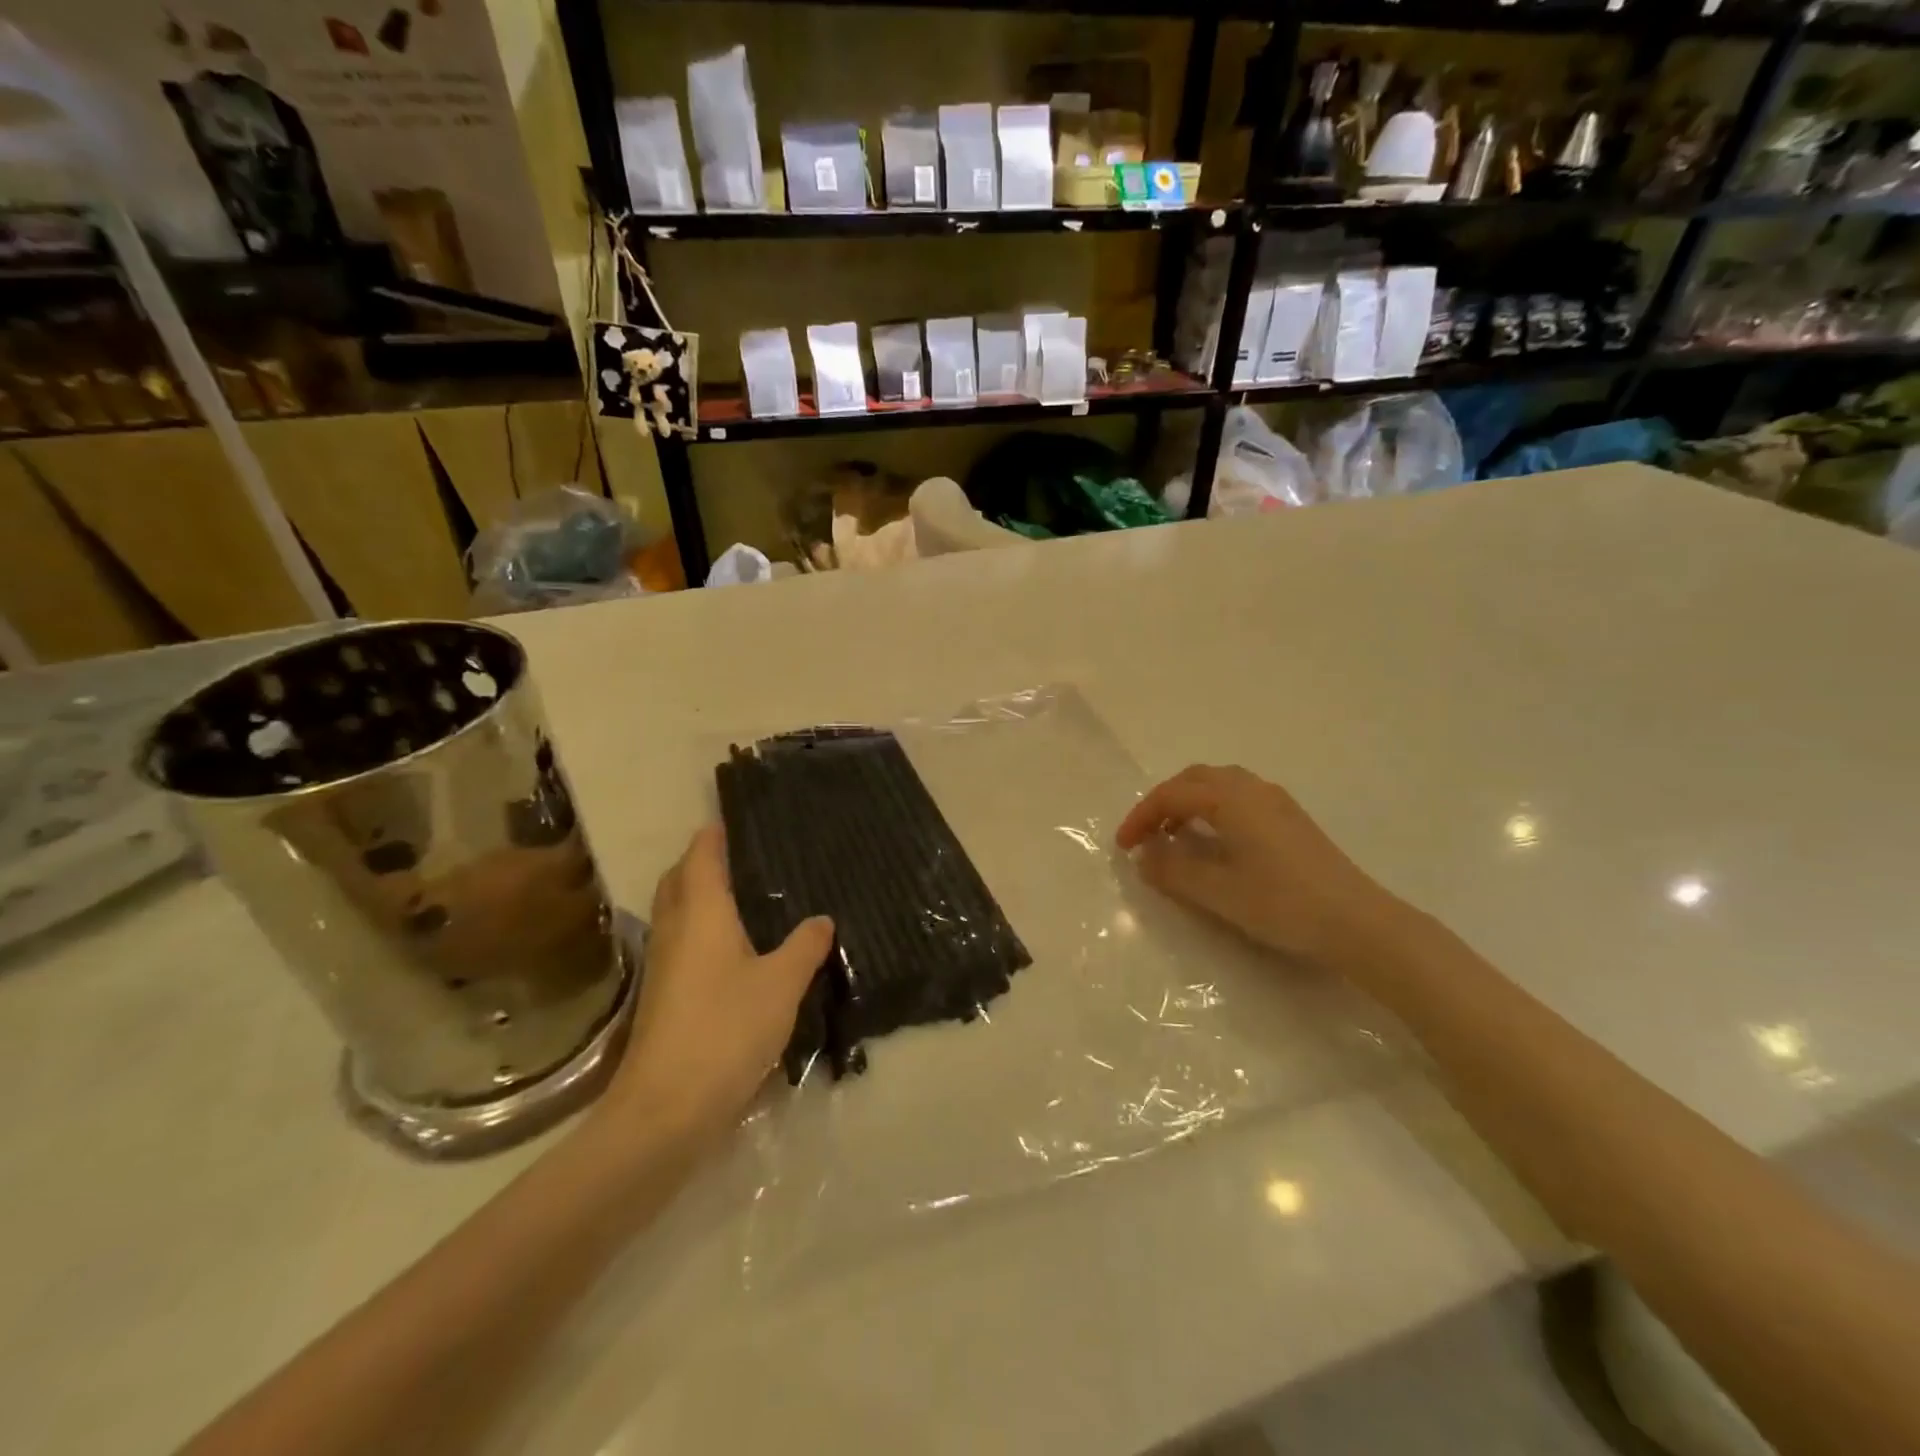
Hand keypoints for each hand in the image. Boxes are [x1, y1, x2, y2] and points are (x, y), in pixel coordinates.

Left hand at [599, 825, 832, 1143]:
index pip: (701, 856)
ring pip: (674, 912)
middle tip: (738, 855)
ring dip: (695, 895)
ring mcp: (662, 964)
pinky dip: (697, 929)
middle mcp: (674, 929)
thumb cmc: (727, 1028)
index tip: (732, 818)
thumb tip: (821, 919)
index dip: (713, 834)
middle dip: (699, 861)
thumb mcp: (782, 984)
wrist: (666, 1108)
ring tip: (737, 895)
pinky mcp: (661, 996)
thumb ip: (804, 946)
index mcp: (701, 913)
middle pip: (678, 880)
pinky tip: (728, 949)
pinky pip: (679, 942)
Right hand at [1116, 764, 1405, 969]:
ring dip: (1189, 803)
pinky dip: (1213, 809)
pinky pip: (1239, 798)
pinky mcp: (1291, 819)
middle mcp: (1252, 789)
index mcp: (1231, 799)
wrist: (1358, 922)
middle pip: (1195, 779)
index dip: (1141, 817)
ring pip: (1219, 785)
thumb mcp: (1217, 892)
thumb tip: (1144, 857)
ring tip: (1175, 837)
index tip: (1123, 846)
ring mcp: (1276, 802)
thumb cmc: (1282, 903)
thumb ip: (1173, 871)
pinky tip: (1215, 842)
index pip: (1171, 794)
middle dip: (1163, 802)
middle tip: (1146, 835)